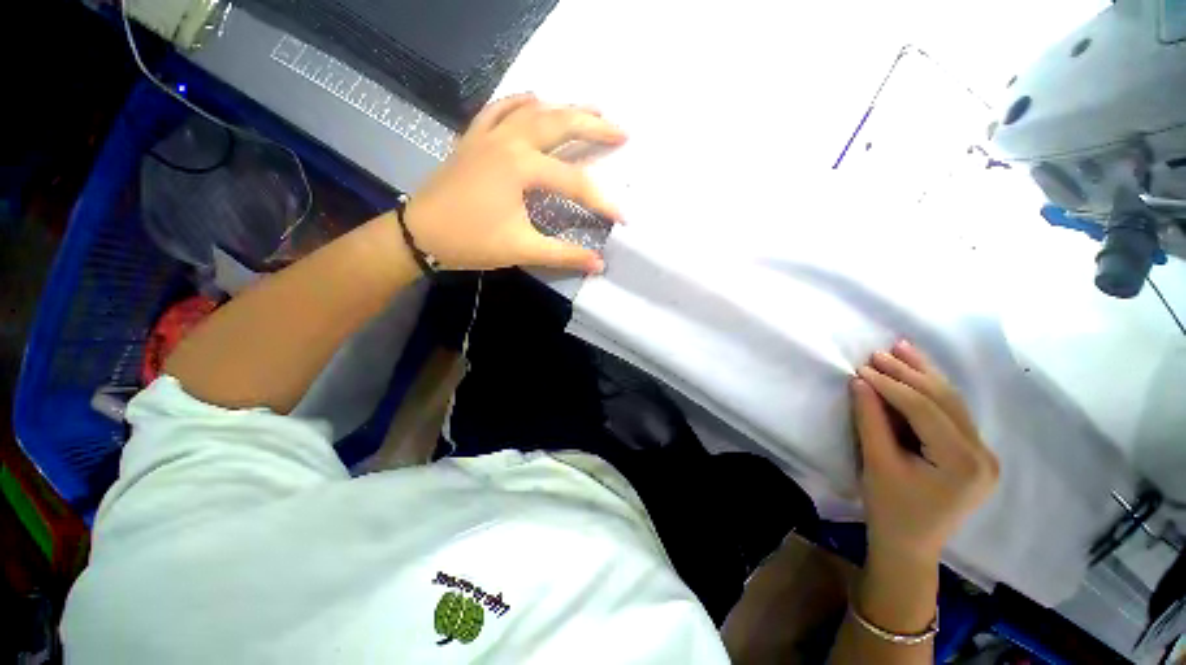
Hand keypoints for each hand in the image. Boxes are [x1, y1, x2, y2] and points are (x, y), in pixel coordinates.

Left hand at [403, 94, 626, 272]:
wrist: (420, 234)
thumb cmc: (471, 241)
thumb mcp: (522, 249)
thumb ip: (563, 254)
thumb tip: (598, 263)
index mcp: (521, 167)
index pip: (574, 182)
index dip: (602, 202)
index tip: (624, 217)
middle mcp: (508, 140)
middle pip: (559, 125)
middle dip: (594, 128)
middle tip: (621, 131)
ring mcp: (488, 134)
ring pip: (533, 110)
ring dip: (565, 108)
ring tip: (592, 109)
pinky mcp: (474, 138)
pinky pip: (500, 109)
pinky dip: (521, 101)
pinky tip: (535, 98)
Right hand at [851, 340, 999, 564]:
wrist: (910, 544)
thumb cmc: (889, 509)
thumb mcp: (877, 464)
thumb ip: (870, 420)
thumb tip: (861, 382)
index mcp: (963, 464)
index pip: (926, 410)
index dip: (892, 385)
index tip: (862, 367)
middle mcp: (983, 455)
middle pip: (945, 401)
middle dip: (910, 373)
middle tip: (879, 352)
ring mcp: (984, 454)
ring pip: (953, 403)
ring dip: (924, 374)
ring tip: (901, 348)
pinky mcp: (975, 454)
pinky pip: (953, 414)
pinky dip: (931, 391)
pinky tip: (918, 372)